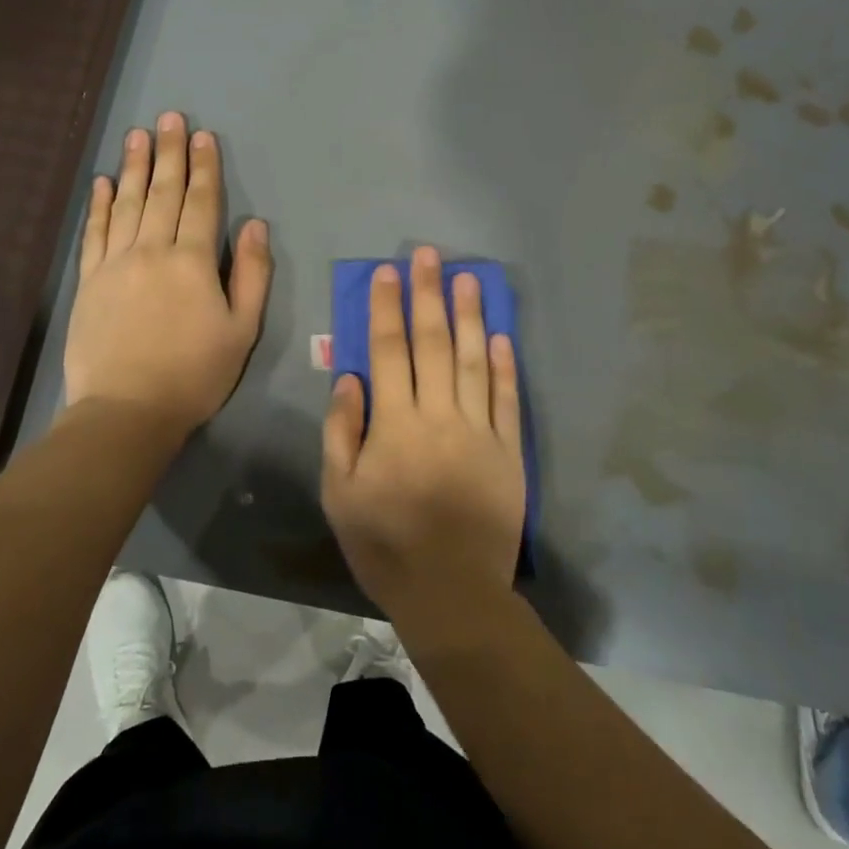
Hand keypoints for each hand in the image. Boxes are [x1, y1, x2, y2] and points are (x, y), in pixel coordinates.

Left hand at [65, 112, 272, 432]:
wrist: (127, 410)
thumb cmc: (195, 374)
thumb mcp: (242, 330)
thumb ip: (251, 274)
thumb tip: (254, 225)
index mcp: (193, 261)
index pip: (201, 203)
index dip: (204, 168)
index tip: (203, 136)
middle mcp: (152, 251)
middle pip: (162, 193)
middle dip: (169, 153)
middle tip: (170, 118)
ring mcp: (115, 263)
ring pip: (127, 204)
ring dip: (134, 167)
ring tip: (138, 135)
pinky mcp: (88, 281)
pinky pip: (94, 233)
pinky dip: (99, 205)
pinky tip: (103, 182)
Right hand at [321, 247, 525, 632]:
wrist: (451, 592)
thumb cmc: (384, 544)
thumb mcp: (339, 493)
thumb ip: (341, 431)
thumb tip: (350, 378)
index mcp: (395, 424)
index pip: (389, 350)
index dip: (387, 308)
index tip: (387, 273)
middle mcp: (440, 415)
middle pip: (434, 343)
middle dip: (428, 295)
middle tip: (429, 255)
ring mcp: (480, 431)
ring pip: (475, 361)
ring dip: (471, 316)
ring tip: (468, 278)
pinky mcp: (510, 451)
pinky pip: (508, 399)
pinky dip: (506, 365)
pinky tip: (502, 336)